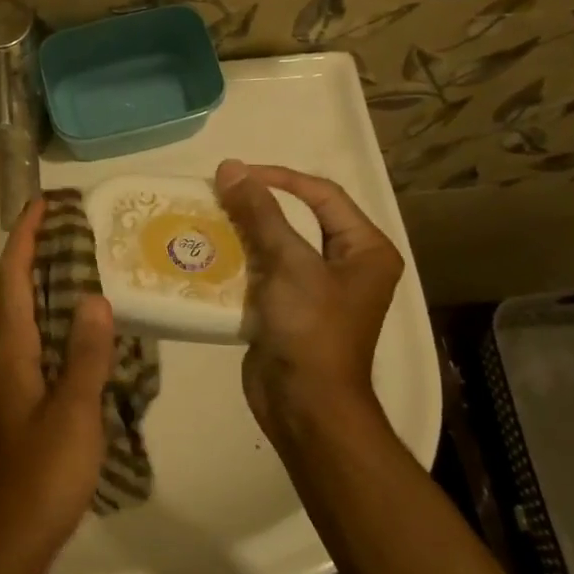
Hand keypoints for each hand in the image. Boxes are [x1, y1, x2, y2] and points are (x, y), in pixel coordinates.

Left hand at [0, 199, 115, 573]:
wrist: (2, 544)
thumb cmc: (39, 477)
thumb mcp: (74, 414)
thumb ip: (86, 356)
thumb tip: (95, 296)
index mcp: (11, 355)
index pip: (12, 282)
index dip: (23, 240)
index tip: (41, 206)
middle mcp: (1, 364)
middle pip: (8, 297)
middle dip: (29, 258)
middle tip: (65, 235)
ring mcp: (4, 389)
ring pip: (16, 325)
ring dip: (36, 291)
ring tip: (74, 276)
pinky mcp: (14, 412)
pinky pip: (28, 350)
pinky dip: (46, 327)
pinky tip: (74, 342)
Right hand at [215, 160, 404, 445]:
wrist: (305, 406)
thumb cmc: (311, 330)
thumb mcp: (289, 264)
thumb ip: (260, 214)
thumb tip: (231, 167)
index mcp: (365, 249)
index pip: (323, 195)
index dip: (280, 178)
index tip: (237, 174)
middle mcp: (346, 265)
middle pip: (299, 219)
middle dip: (258, 206)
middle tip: (218, 195)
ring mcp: (316, 290)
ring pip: (276, 246)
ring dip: (244, 233)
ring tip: (207, 219)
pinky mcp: (288, 310)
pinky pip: (263, 273)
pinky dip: (239, 262)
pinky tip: (208, 254)